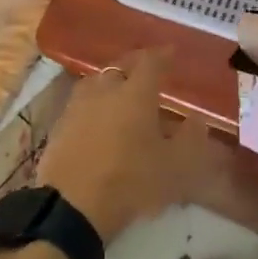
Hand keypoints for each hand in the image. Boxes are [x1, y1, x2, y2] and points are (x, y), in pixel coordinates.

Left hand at [38, 50, 195, 242]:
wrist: (72, 206)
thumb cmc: (130, 181)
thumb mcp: (175, 167)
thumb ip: (191, 139)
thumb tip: (197, 118)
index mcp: (135, 93)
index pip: (151, 62)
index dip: (163, 56)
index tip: (172, 53)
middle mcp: (105, 90)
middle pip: (121, 66)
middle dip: (136, 65)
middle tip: (148, 70)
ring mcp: (78, 105)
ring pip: (98, 81)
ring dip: (112, 81)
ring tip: (122, 91)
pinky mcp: (60, 124)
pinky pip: (82, 102)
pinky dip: (95, 102)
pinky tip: (99, 116)